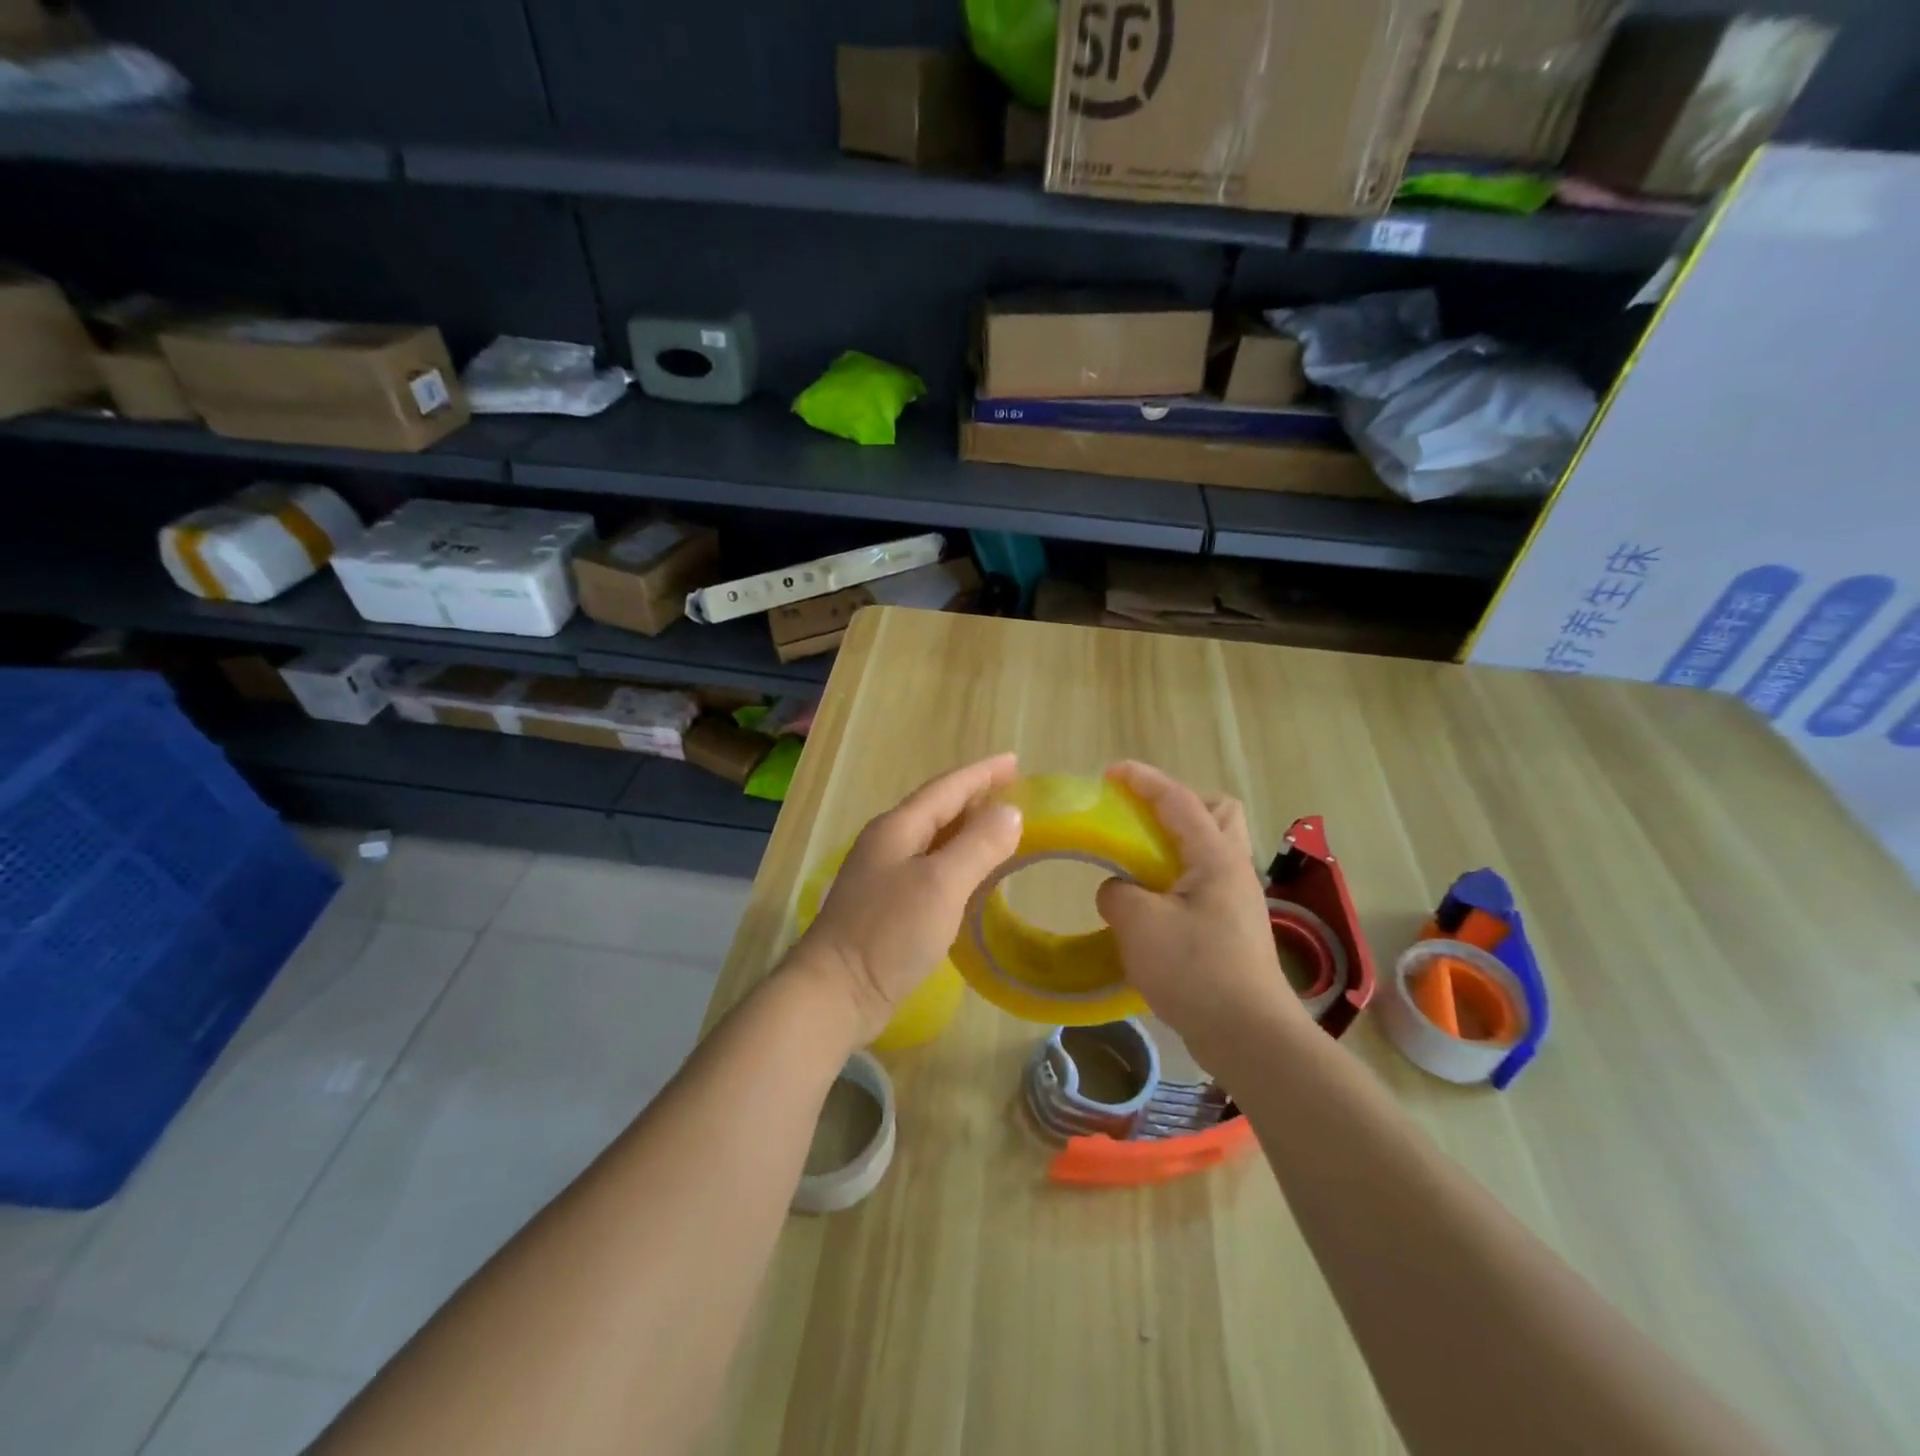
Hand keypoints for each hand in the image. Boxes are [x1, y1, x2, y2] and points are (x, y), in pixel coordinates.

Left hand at [790, 753, 1023, 1045]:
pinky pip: (930, 867)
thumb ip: (978, 845)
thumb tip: (1009, 812)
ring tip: (999, 826)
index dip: (982, 773)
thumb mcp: (941, 884)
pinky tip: (971, 874)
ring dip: (966, 828)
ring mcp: (883, 875)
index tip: (1015, 761)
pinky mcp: (886, 906)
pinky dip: (956, 860)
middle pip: (937, 809)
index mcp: (898, 828)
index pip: (947, 788)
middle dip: (975, 797)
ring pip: (933, 839)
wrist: (835, 992)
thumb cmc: (888, 932)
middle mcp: (888, 843)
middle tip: (1014, 791)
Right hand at [1095, 761, 1308, 1066]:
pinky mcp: (1233, 928)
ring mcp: (1237, 900)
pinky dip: (1176, 878)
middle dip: (1178, 804)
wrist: (1249, 1035)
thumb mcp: (1139, 925)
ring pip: (1212, 849)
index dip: (1143, 779)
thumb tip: (1118, 889)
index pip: (1178, 799)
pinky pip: (1203, 882)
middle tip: (1140, 821)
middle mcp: (1233, 869)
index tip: (1111, 772)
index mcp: (1215, 856)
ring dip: (1176, 843)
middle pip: (1216, 812)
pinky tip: (1151, 904)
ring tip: (1138, 862)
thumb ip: (1117, 893)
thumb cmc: (1195, 970)